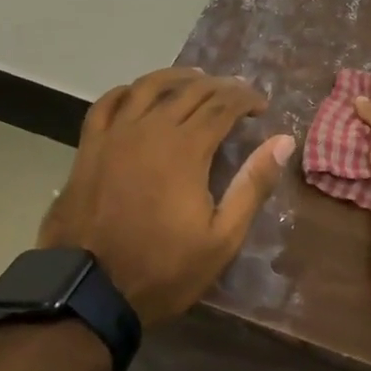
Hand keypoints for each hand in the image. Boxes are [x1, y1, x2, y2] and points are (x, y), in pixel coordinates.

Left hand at [40, 67, 293, 325]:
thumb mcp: (221, 238)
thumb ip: (253, 185)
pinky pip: (107, 104)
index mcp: (186, 148)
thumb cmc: (161, 269)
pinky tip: (137, 93)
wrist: (86, 294)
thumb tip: (283, 141)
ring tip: (195, 78)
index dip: (246, 99)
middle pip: (191, 90)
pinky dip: (127, 91)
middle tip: (237, 94)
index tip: (261, 106)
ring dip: (177, 77)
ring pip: (149, 86)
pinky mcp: (89, 147)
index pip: (223, 104)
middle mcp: (151, 129)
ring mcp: (116, 135)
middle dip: (220, 86)